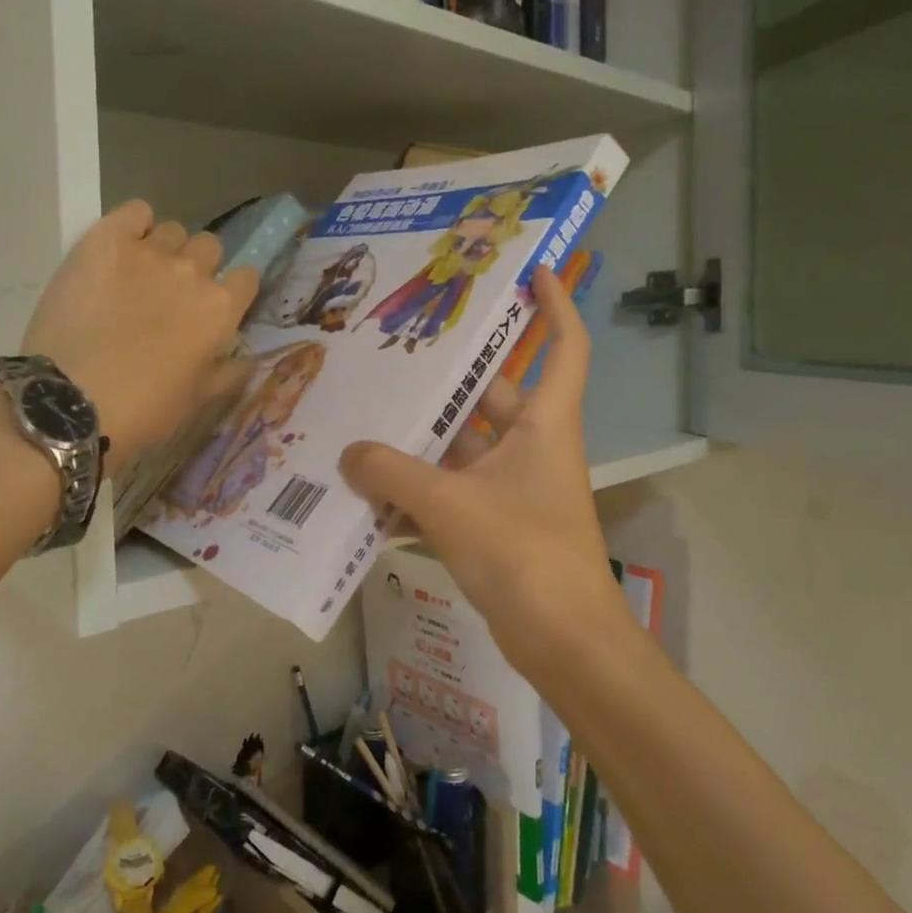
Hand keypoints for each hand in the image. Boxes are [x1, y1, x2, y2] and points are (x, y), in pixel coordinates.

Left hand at [22, 201, 259, 467]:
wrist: (70, 403)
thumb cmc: (143, 410)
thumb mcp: (197, 401)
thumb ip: (228, 374)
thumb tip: (246, 359)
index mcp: (221, 309)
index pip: (247, 277)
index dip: (233, 290)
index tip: (216, 306)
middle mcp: (193, 272)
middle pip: (209, 247)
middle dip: (198, 266)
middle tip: (171, 294)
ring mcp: (149, 252)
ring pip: (172, 231)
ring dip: (164, 248)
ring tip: (138, 274)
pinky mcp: (105, 240)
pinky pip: (135, 211)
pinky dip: (134, 223)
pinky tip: (120, 247)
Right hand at [341, 266, 622, 674]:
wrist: (563, 642)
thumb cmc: (522, 553)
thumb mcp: (450, 505)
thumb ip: (393, 474)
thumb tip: (348, 453)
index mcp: (545, 424)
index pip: (564, 347)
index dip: (554, 305)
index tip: (532, 271)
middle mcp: (533, 447)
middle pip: (492, 394)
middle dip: (448, 377)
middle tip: (398, 352)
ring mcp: (515, 488)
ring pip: (463, 448)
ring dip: (422, 442)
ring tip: (367, 418)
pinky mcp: (497, 525)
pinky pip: (452, 492)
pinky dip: (419, 492)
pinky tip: (371, 494)